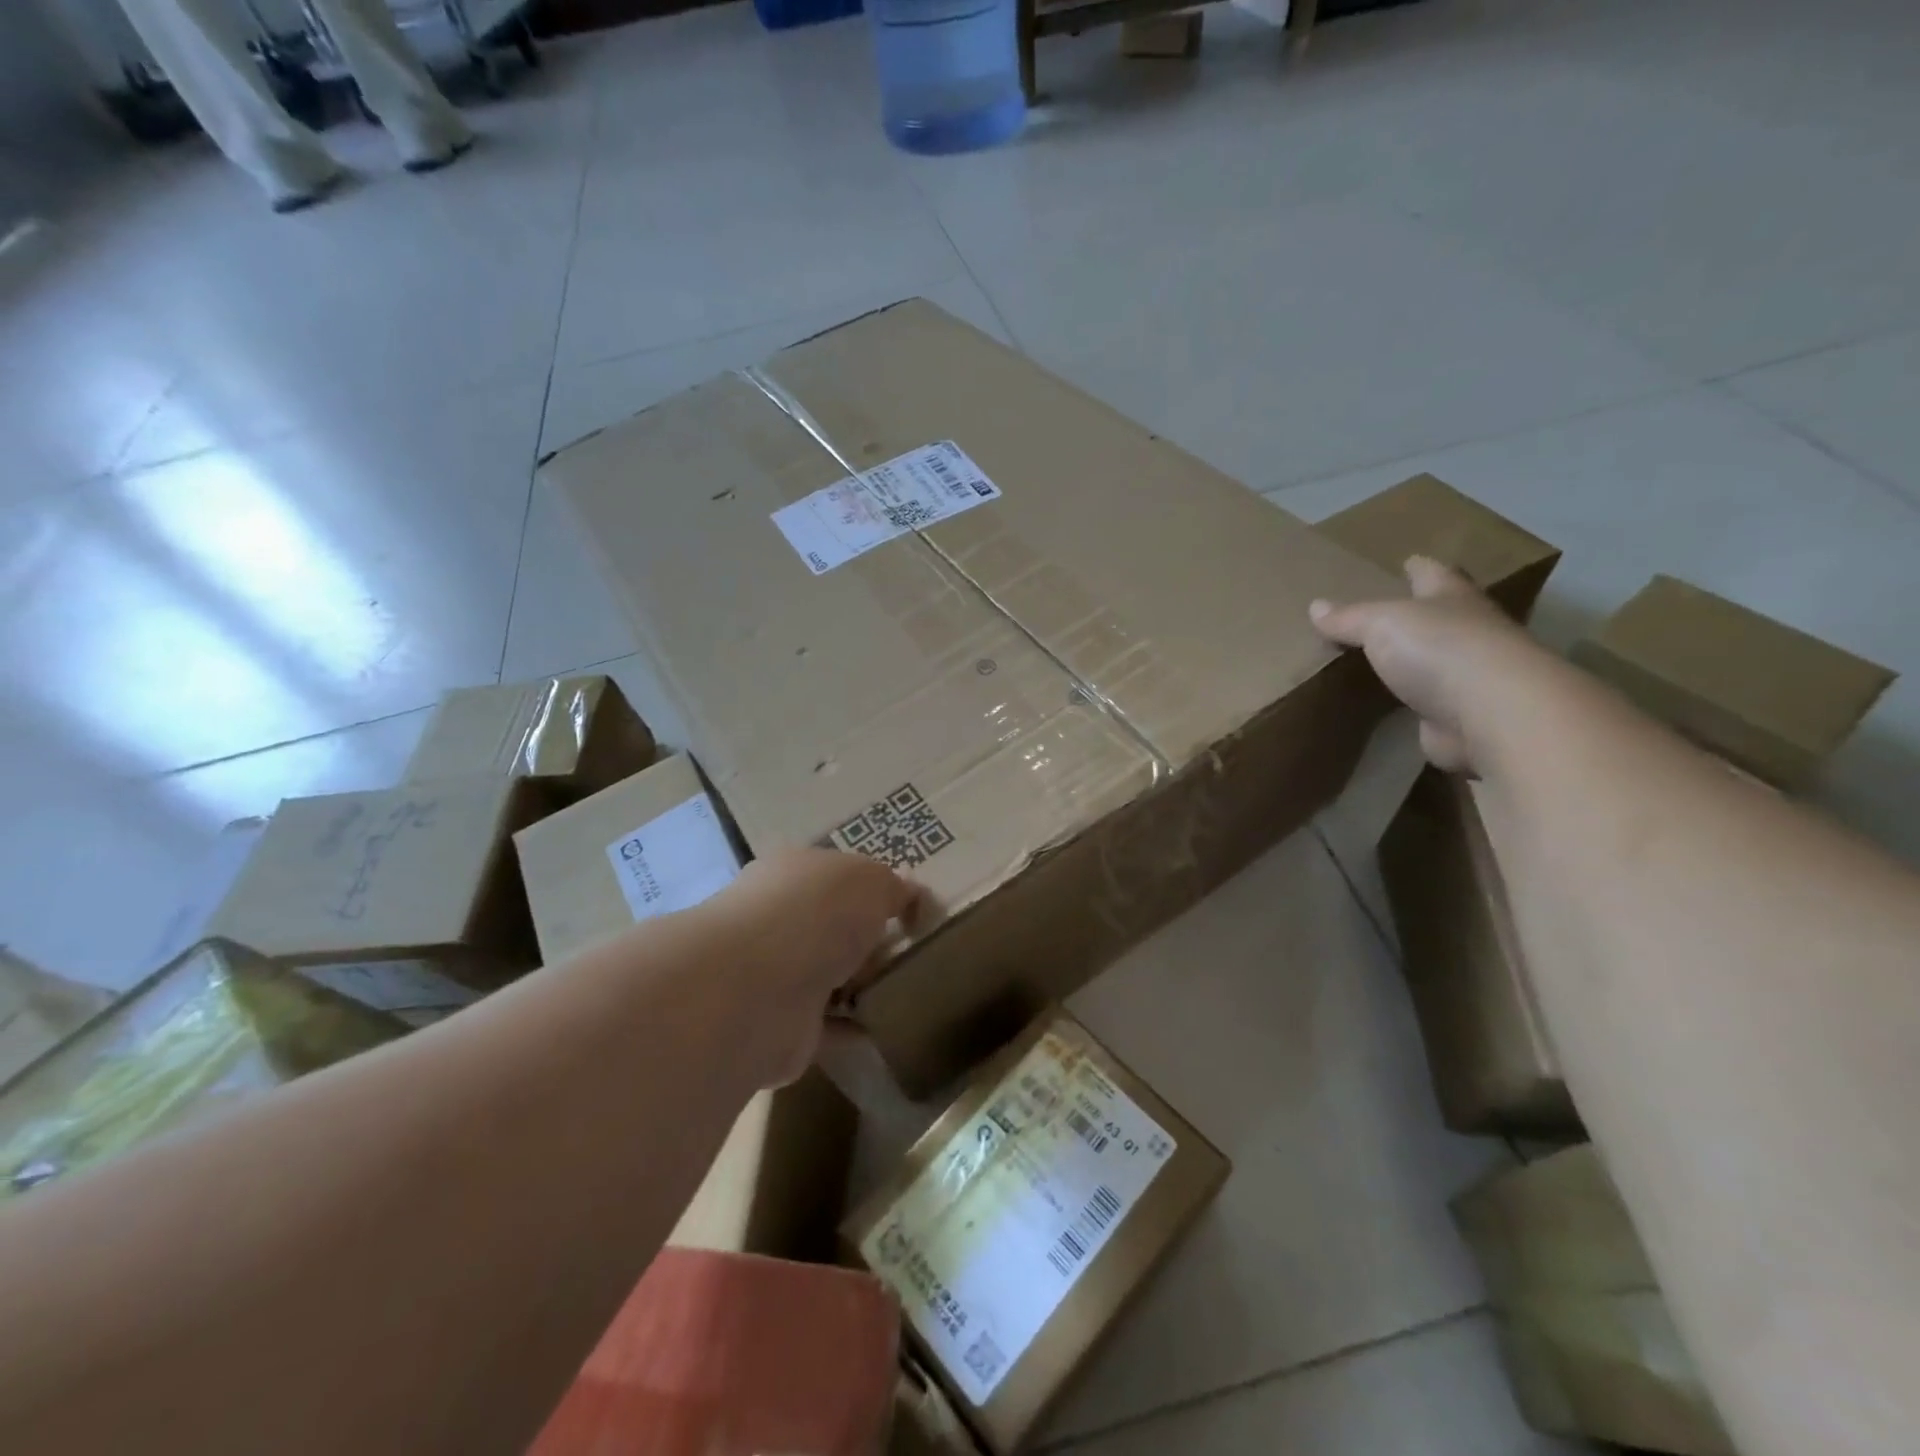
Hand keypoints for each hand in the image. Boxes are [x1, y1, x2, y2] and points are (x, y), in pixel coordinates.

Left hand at [701, 848, 919, 1085]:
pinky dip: (851, 1028)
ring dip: (857, 985)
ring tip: (905, 991)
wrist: (758, 990)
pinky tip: (885, 1029)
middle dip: (864, 939)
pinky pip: (826, 1026)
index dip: (870, 889)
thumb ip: (894, 888)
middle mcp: (776, 919)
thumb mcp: (872, 880)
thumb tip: (911, 897)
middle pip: (829, 927)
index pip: (833, 876)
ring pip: (826, 976)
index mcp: (792, 872)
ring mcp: (773, 975)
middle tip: (908, 952)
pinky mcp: (779, 1027)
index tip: (906, 910)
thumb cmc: (816, 913)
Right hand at [1309, 555, 1544, 773]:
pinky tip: (1390, 705)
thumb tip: (1316, 606)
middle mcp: (1469, 631)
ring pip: (1435, 661)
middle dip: (1420, 612)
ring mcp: (1469, 677)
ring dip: (1415, 660)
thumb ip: (1349, 617)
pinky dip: (1413, 703)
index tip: (1408, 561)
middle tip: (1386, 612)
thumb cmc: (1441, 649)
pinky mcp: (1460, 717)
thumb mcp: (1382, 622)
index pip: (1434, 573)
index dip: (1419, 568)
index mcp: (1454, 598)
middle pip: (1442, 615)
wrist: (1491, 715)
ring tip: (1380, 660)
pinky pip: (1428, 704)